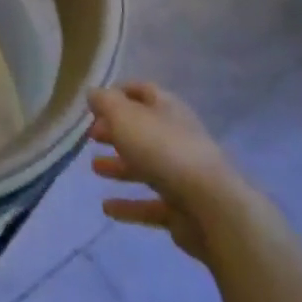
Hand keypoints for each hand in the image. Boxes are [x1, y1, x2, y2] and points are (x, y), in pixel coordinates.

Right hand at [88, 82, 232, 264]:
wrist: (211, 206)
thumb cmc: (162, 149)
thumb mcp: (124, 116)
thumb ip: (105, 102)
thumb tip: (93, 93)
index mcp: (167, 109)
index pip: (143, 91)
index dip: (120, 93)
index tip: (95, 103)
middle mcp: (177, 137)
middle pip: (143, 130)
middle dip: (116, 131)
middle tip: (90, 136)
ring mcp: (182, 175)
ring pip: (145, 166)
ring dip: (119, 166)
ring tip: (94, 168)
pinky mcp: (182, 209)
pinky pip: (150, 204)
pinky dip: (129, 205)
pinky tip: (107, 208)